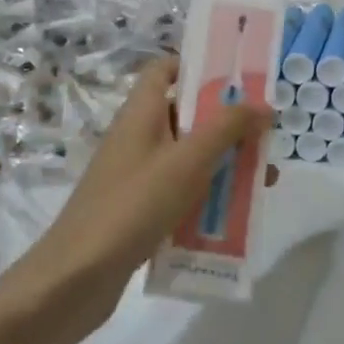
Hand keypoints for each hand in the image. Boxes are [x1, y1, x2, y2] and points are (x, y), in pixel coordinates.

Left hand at [28, 56, 272, 309]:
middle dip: (227, 124)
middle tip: (266, 137)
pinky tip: (237, 216)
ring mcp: (136, 176)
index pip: (164, 70)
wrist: (77, 277)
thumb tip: (263, 104)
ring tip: (264, 181)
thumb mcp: (187, 161)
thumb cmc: (133, 205)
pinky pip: (180, 193)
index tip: (237, 79)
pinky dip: (207, 197)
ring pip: (188, 158)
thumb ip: (227, 129)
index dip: (197, 66)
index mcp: (141, 113)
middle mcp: (137, 137)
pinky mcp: (139, 210)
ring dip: (224, 165)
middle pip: (186, 115)